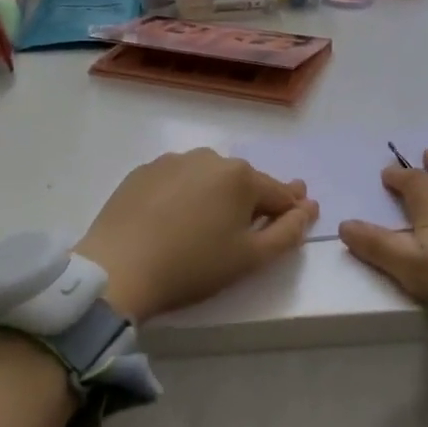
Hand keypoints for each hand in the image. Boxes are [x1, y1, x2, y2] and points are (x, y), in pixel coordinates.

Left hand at [79, 150, 318, 323]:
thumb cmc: (193, 266)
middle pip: (243, 182)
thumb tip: (308, 207)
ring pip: (208, 178)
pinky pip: (177, 181)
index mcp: (241, 176)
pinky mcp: (143, 171)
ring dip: (216, 195)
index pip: (278, 193)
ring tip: (205, 227)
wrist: (118, 268)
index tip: (298, 215)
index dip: (290, 208)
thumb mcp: (251, 258)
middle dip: (251, 201)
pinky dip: (183, 195)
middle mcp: (210, 158)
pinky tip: (173, 220)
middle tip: (246, 229)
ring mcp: (173, 161)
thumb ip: (288, 232)